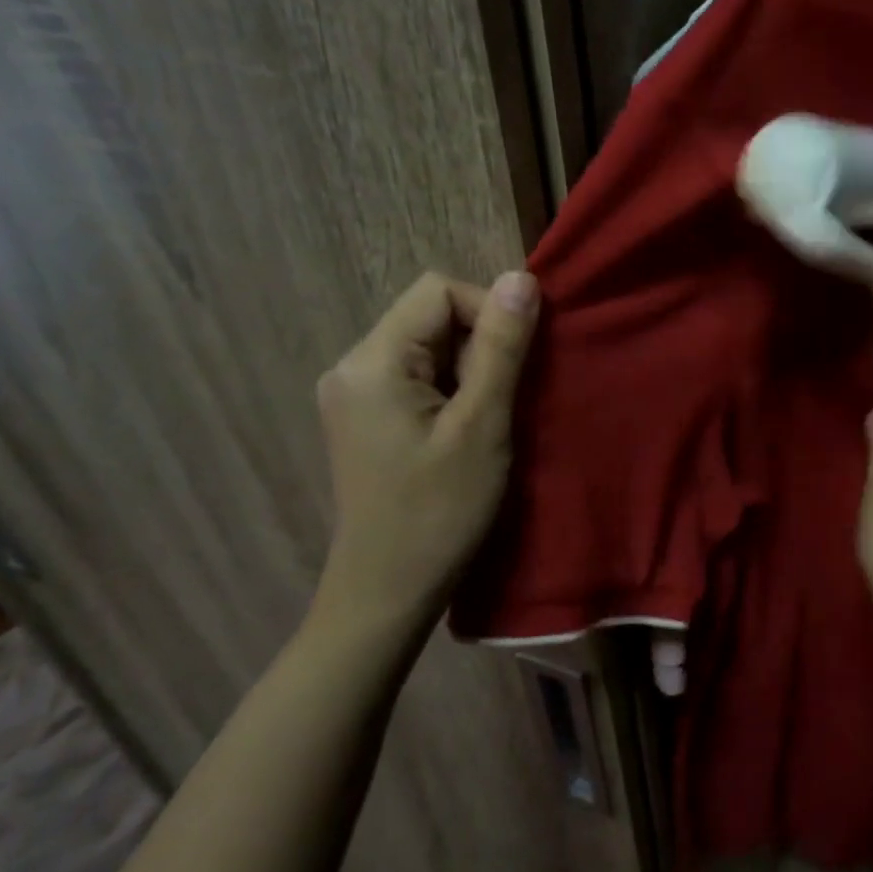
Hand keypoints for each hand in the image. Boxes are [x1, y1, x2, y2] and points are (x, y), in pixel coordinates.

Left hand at [314, 270, 539, 626]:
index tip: (517, 365)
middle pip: (430, 317)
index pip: (438, 291)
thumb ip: (502, 348)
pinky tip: (465, 432)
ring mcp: (354, 394)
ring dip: (470, 371)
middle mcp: (351, 366)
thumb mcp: (482, 425)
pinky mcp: (365, 419)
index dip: (488, 312)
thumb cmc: (440, 512)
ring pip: (428, 348)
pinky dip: (452, 391)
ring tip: (486, 422)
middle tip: (501, 403)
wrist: (387, 593)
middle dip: (480, 346)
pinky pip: (417, 378)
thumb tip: (522, 278)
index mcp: (371, 361)